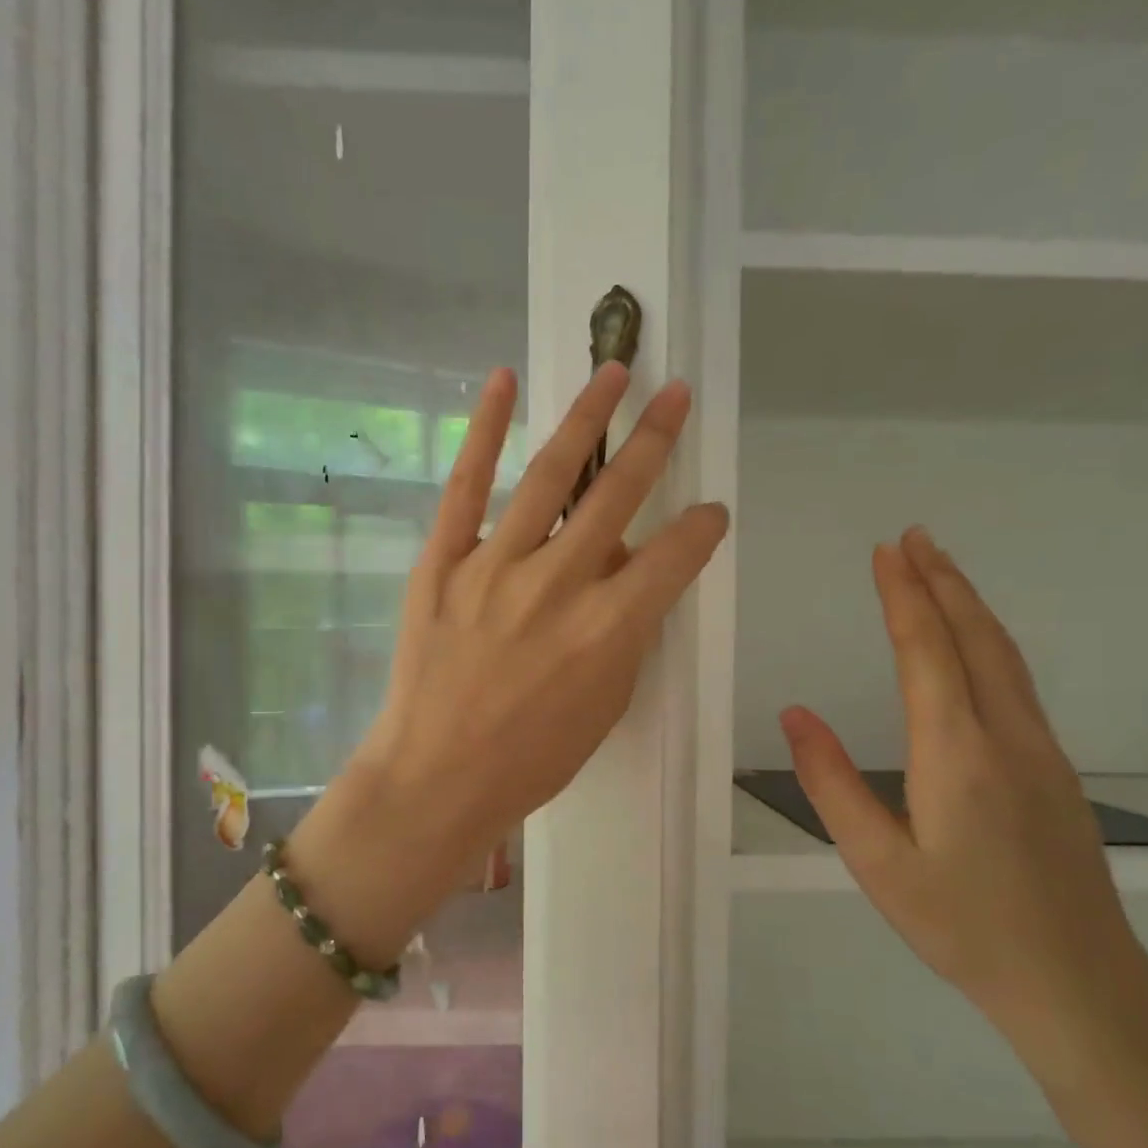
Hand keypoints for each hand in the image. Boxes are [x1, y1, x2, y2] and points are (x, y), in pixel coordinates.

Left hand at [315, 364, 727, 921]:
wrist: (435, 777)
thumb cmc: (531, 759)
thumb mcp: (605, 706)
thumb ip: (625, 634)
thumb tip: (627, 577)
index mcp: (608, 629)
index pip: (674, 557)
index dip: (703, 528)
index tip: (711, 511)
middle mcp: (558, 584)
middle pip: (618, 495)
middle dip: (655, 439)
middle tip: (677, 394)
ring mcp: (494, 566)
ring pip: (551, 475)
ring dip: (588, 416)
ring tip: (615, 370)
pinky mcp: (442, 562)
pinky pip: (466, 486)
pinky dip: (483, 430)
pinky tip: (503, 381)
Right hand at [779, 527, 1147, 1072]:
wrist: (1077, 981)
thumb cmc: (962, 926)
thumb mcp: (877, 864)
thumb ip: (831, 785)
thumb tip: (794, 714)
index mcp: (957, 756)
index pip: (928, 654)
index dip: (905, 598)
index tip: (886, 553)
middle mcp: (1006, 737)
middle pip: (976, 639)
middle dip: (942, 581)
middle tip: (913, 536)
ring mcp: (1041, 750)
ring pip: (1004, 656)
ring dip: (969, 604)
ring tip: (940, 567)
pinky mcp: (1055, 767)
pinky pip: (1017, 681)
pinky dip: (988, 639)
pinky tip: (974, 639)